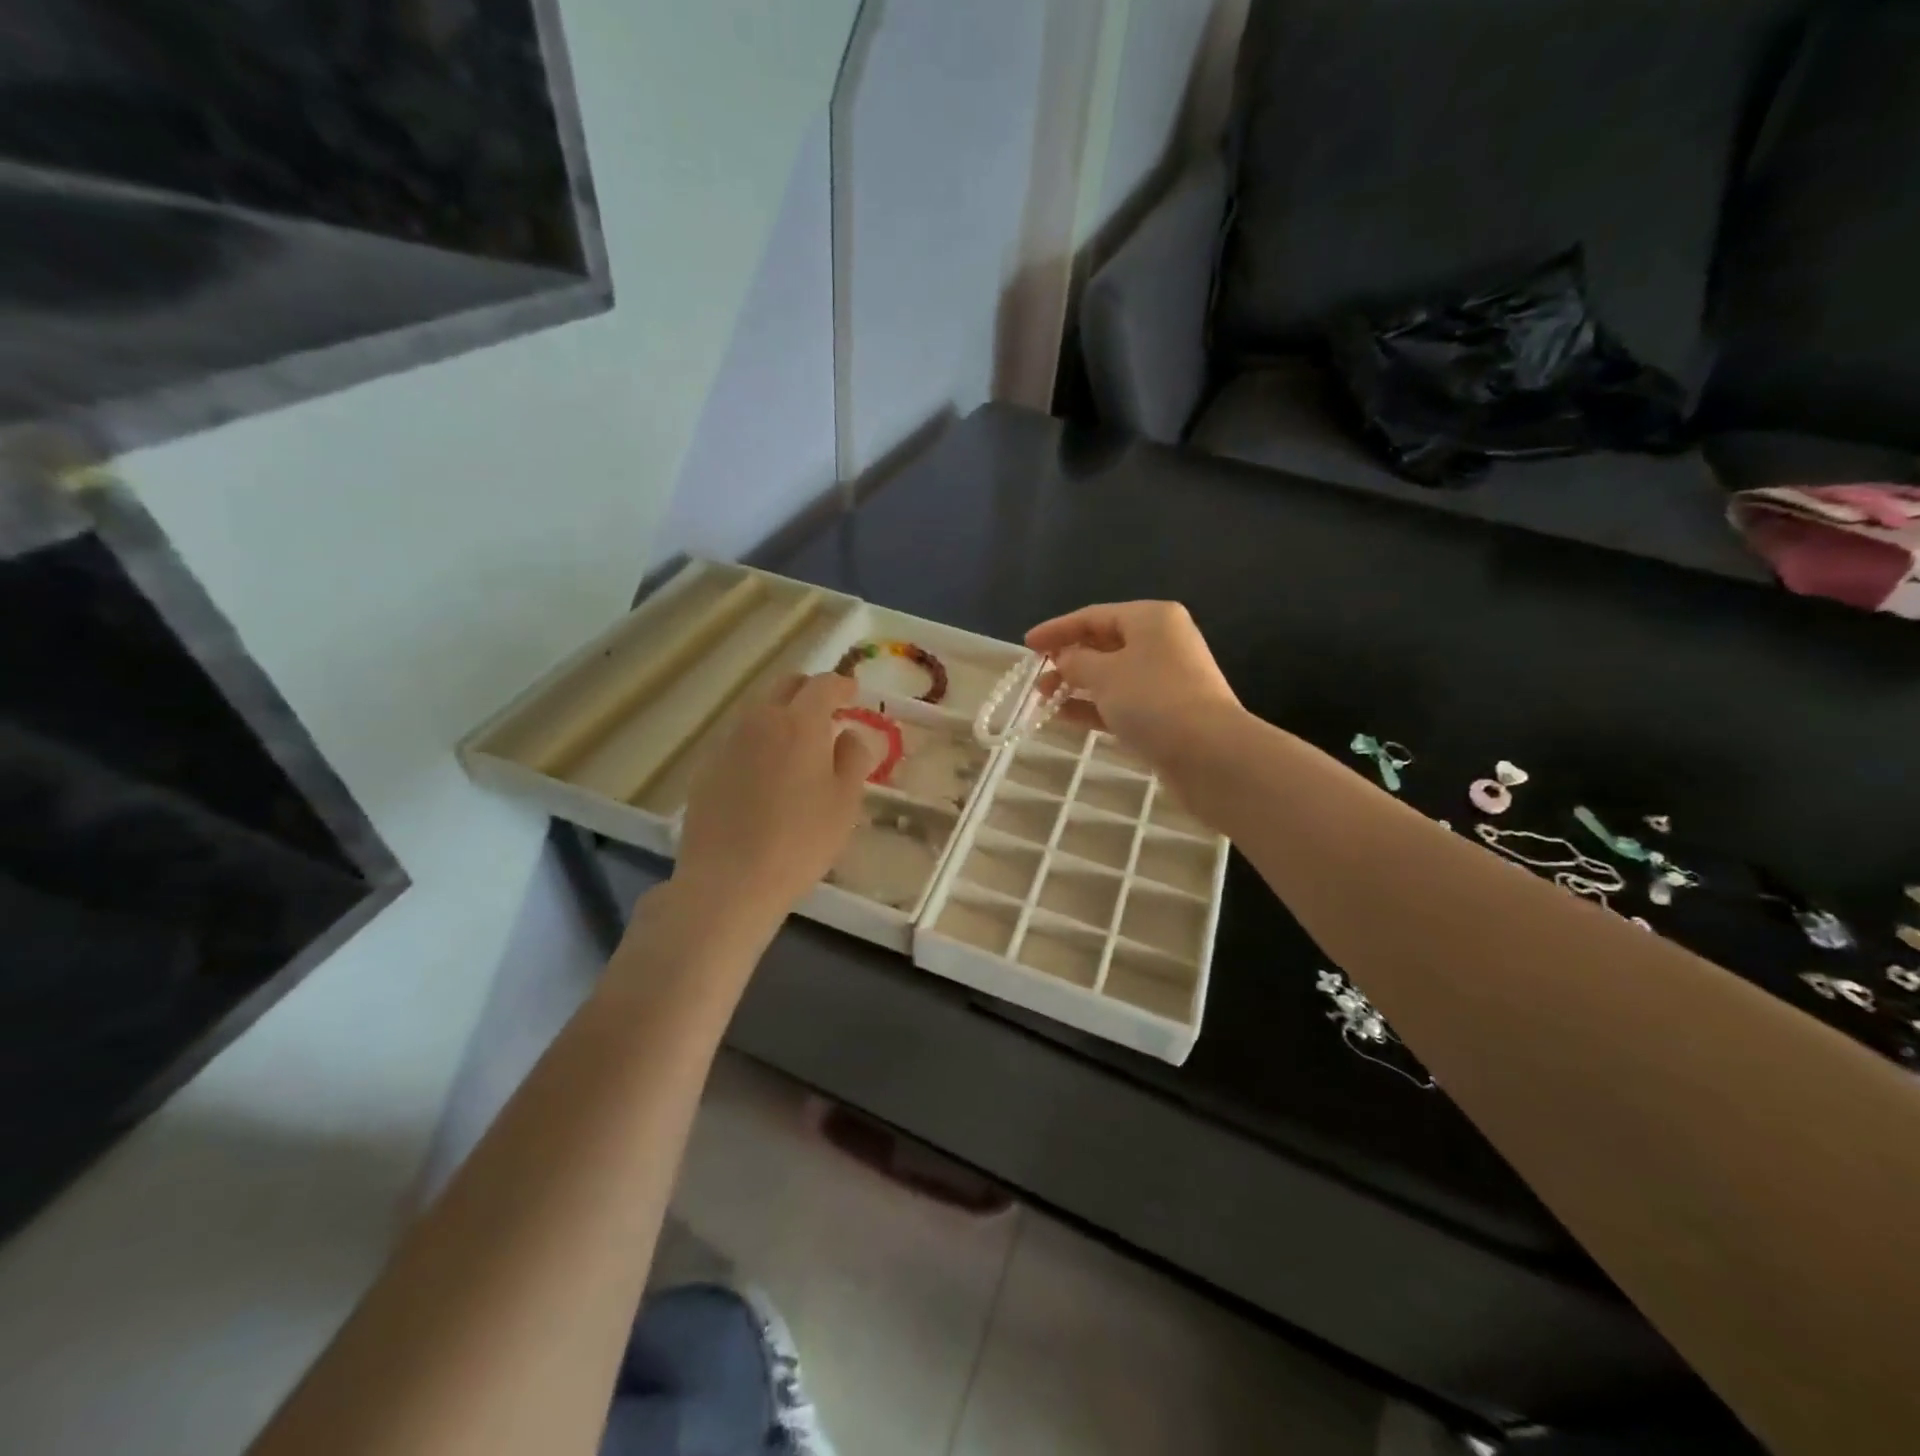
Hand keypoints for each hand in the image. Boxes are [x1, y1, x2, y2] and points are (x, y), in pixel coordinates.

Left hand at [675, 673, 878, 926]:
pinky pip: (739, 741)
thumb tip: (849, 735)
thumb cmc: (800, 842)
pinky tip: (766, 778)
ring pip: (758, 713)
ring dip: (782, 717)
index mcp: (799, 724)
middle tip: (828, 713)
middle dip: (809, 691)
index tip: (854, 694)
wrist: (728, 883)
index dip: (842, 685)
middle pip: (785, 686)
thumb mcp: (845, 803)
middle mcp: (759, 722)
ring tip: (797, 748)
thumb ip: (853, 759)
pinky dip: (759, 744)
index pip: (823, 685)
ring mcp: (727, 743)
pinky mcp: (706, 769)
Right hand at [1026, 602, 1242, 772]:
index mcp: (1151, 619)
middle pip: (1104, 644)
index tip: (1026, 645)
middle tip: (1036, 677)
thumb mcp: (1104, 674)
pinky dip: (1094, 707)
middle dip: (1067, 659)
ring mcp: (1166, 679)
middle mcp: (1161, 642)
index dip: (1056, 629)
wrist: (1208, 753)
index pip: (1093, 616)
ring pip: (1111, 675)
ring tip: (1043, 699)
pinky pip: (1121, 702)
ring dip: (1077, 685)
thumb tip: (1065, 659)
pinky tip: (1065, 718)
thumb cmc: (1153, 700)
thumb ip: (1076, 662)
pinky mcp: (1166, 712)